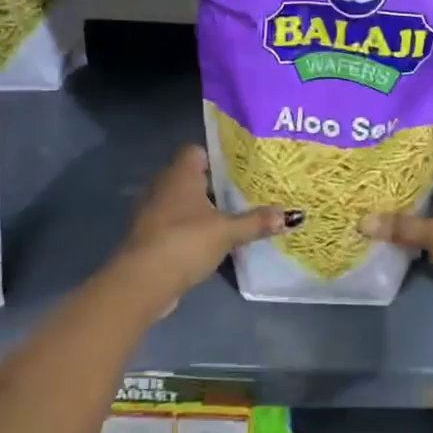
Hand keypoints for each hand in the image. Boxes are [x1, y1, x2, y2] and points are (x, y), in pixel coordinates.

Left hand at [118, 145, 287, 297]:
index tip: (241, 168)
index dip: (217, 156)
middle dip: (216, 185)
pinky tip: (212, 241)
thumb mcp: (227, 232)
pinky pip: (176, 224)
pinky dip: (191, 230)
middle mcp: (163, 186)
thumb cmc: (185, 242)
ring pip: (183, 202)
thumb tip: (290, 215)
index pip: (196, 151)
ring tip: (233, 217)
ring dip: (203, 210)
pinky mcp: (150, 237)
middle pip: (191, 177)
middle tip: (245, 193)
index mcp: (180, 174)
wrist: (142, 282)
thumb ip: (256, 222)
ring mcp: (153, 212)